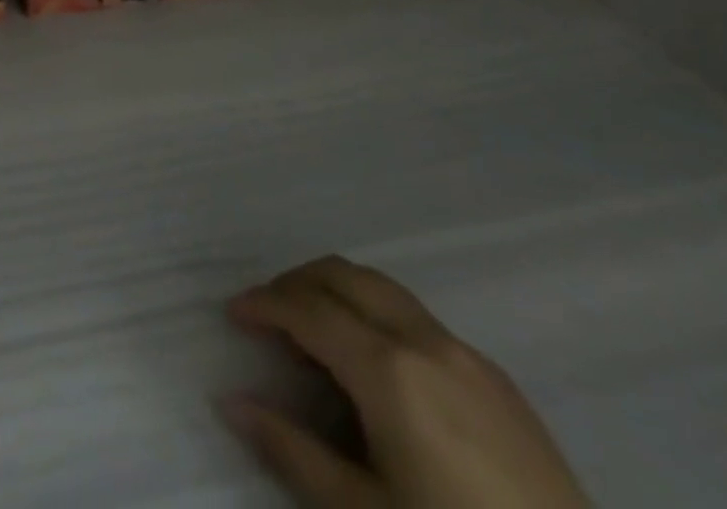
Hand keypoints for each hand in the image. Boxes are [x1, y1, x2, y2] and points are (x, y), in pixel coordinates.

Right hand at [221, 257, 587, 508]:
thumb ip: (292, 450)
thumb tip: (230, 402)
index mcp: (387, 367)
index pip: (306, 309)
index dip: (263, 303)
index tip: (232, 313)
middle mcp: (423, 338)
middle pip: (343, 276)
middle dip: (296, 283)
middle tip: (268, 316)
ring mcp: (465, 352)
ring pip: (382, 287)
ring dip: (337, 291)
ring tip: (314, 333)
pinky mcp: (496, 376)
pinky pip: (417, 317)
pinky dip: (376, 315)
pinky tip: (378, 370)